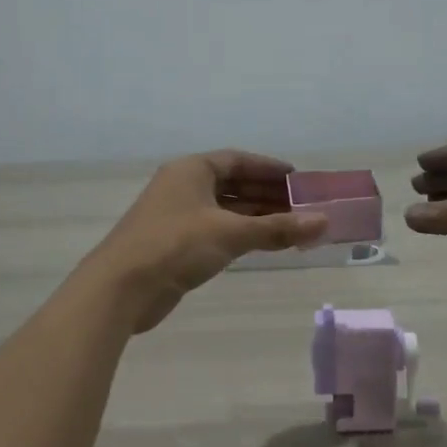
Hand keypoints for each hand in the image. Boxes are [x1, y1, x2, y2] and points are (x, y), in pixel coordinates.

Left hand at [85, 150, 326, 330]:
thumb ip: (278, 228)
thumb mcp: (231, 233)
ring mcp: (177, 217)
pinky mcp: (174, 245)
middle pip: (232, 184)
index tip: (298, 178)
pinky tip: (261, 244)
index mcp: (191, 170)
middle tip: (301, 206)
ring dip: (256, 217)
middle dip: (267, 195)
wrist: (122, 287)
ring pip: (224, 210)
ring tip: (290, 227)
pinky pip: (216, 231)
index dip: (268, 168)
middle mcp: (183, 187)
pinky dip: (240, 234)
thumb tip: (324, 222)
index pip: (237, 160)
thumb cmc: (176, 246)